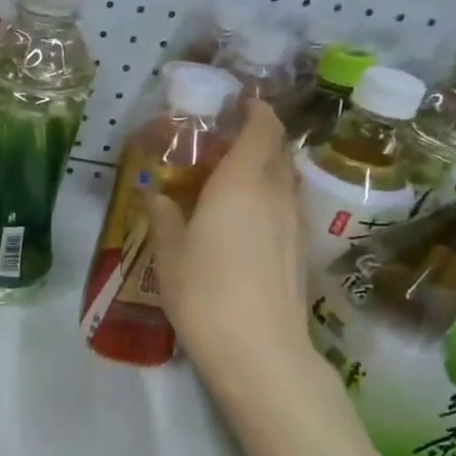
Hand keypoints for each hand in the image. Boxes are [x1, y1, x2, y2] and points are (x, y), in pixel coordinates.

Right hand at [146, 99, 312, 384]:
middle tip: (222, 144)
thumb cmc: (204, 293)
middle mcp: (275, 194)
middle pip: (277, 150)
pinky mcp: (299, 251)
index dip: (255, 111)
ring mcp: (294, 224)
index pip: (262, 128)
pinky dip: (268, 199)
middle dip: (257, 138)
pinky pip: (286, 207)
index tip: (238, 105)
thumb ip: (164, 217)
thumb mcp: (170, 253)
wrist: (259, 351)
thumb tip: (156, 195)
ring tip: (229, 182)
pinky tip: (243, 222)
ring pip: (284, 180)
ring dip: (263, 170)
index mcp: (241, 183)